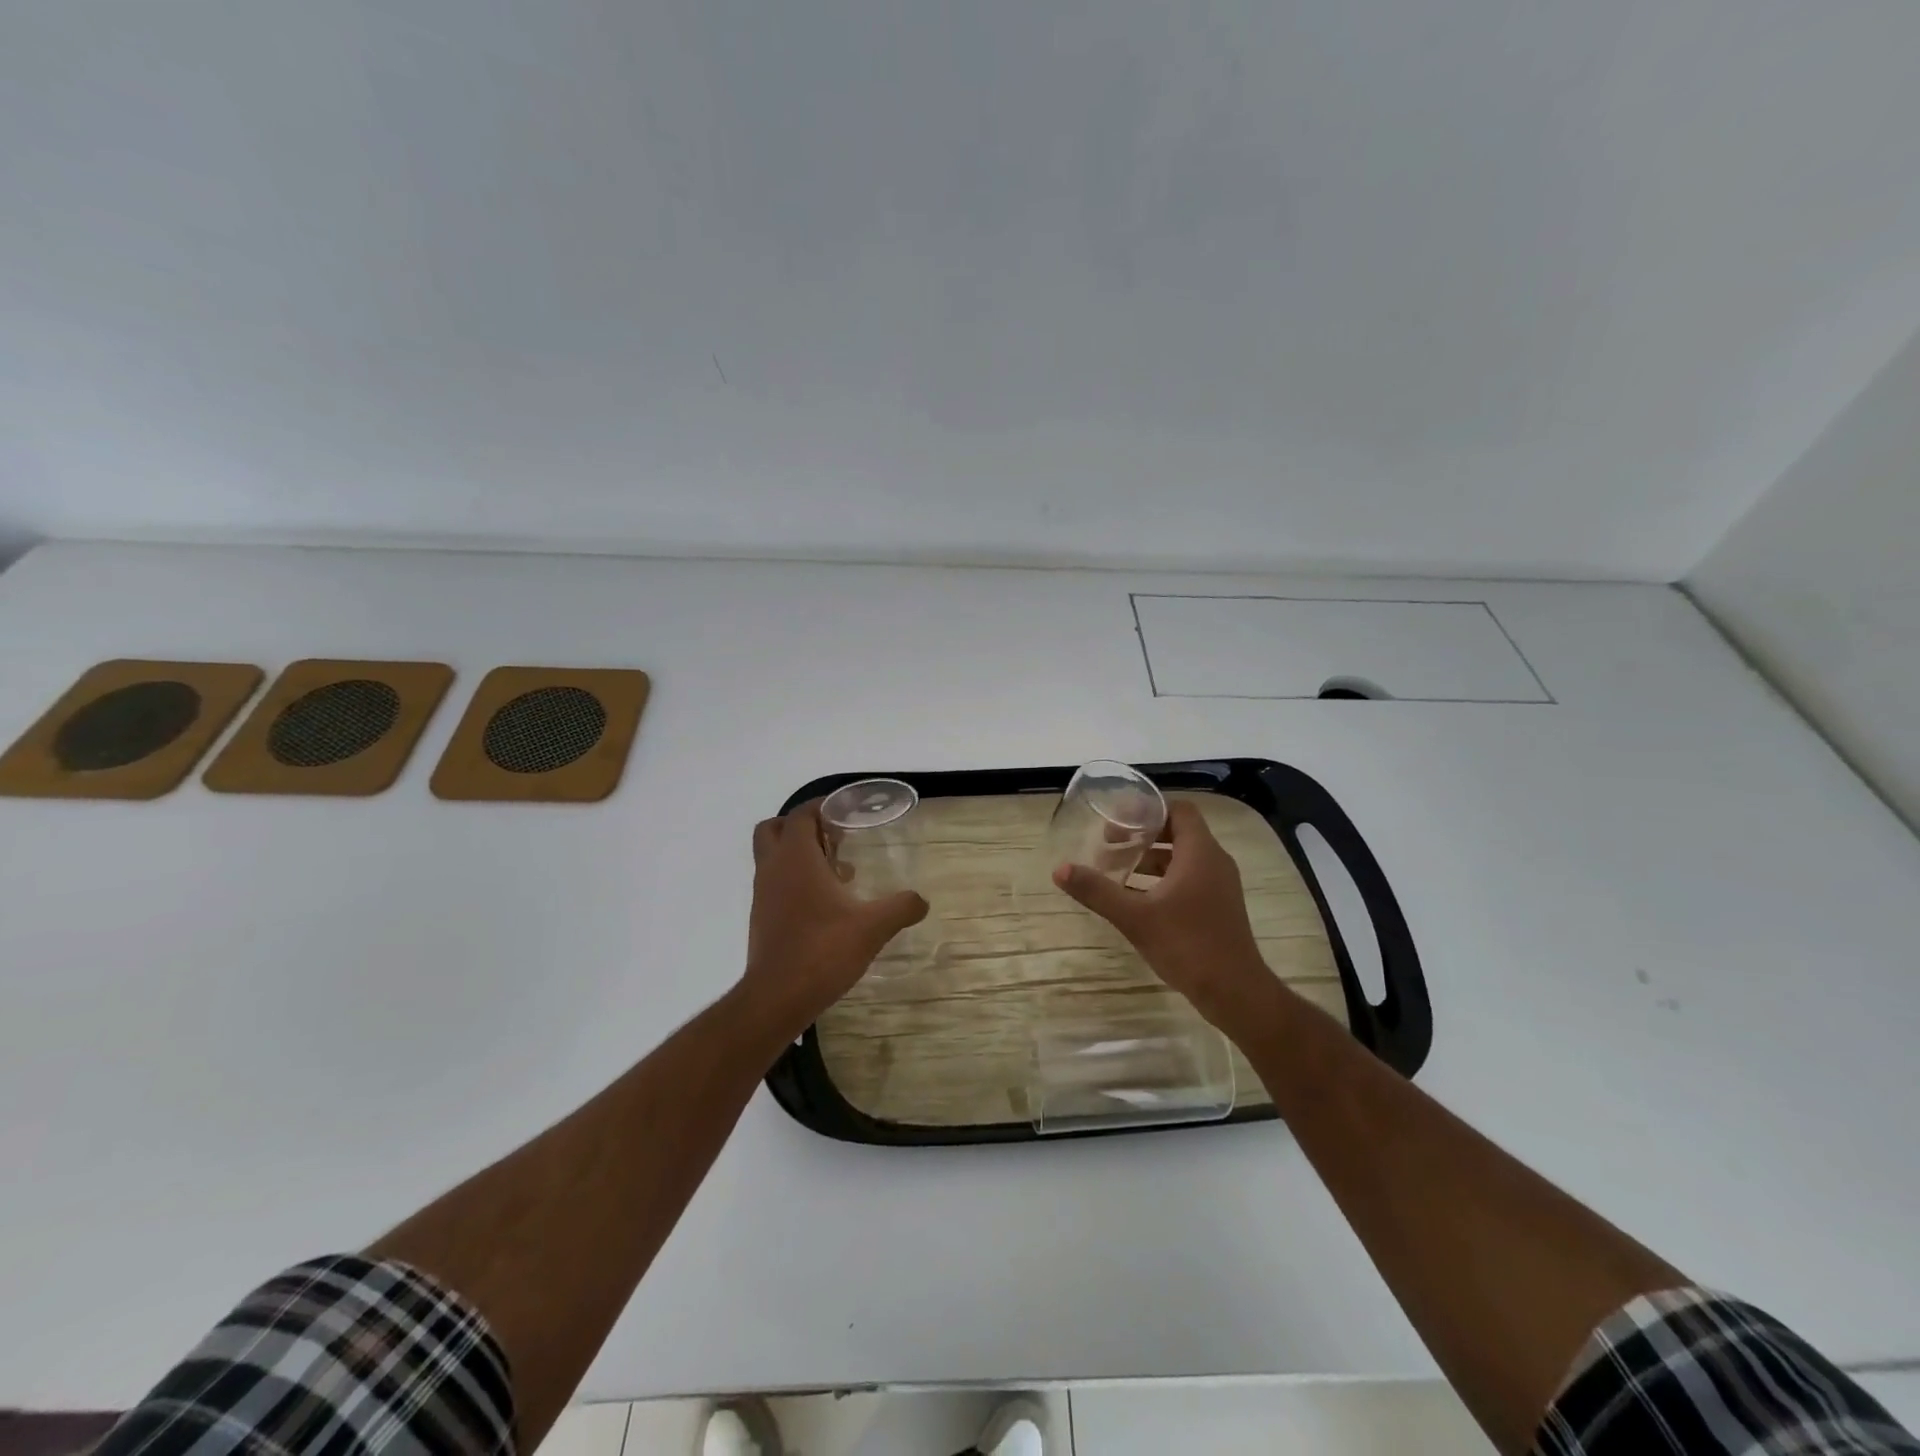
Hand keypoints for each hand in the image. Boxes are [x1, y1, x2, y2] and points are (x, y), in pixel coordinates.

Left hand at [741, 802, 927, 1025]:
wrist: (776, 998)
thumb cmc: (822, 951)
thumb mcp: (872, 928)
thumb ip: (901, 908)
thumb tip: (922, 900)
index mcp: (796, 859)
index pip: (801, 814)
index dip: (822, 807)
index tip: (847, 812)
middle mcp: (774, 869)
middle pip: (776, 829)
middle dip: (803, 826)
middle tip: (835, 838)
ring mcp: (763, 894)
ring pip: (773, 857)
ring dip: (800, 855)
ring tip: (840, 873)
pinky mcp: (761, 918)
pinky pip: (776, 883)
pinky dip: (796, 881)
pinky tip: (827, 905)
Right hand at [1052, 799, 1270, 1023]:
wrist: (1234, 992)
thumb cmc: (1187, 945)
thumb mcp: (1134, 917)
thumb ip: (1097, 891)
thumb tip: (1060, 869)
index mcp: (1200, 853)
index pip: (1179, 810)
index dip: (1149, 810)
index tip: (1119, 820)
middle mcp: (1214, 862)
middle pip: (1179, 832)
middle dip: (1143, 835)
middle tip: (1111, 844)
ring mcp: (1220, 885)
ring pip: (1183, 857)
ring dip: (1152, 859)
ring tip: (1118, 870)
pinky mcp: (1219, 906)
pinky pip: (1189, 878)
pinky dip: (1163, 879)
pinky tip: (1137, 898)